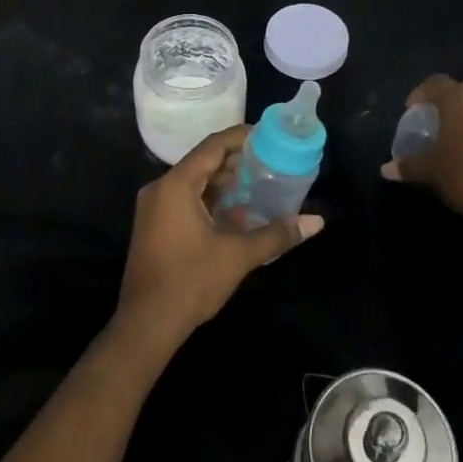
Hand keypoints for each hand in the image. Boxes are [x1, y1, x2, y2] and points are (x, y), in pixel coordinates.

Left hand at [115, 127, 323, 351]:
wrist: (146, 325)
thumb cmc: (191, 281)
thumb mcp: (238, 255)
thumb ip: (276, 234)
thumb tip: (316, 222)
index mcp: (176, 184)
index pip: (212, 146)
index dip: (240, 137)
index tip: (268, 136)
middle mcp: (160, 188)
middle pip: (202, 162)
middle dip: (235, 161)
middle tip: (269, 162)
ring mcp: (153, 208)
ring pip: (193, 183)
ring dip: (223, 183)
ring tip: (258, 184)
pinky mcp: (154, 226)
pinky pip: (184, 200)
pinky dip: (209, 200)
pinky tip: (236, 212)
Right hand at [381, 75, 462, 218]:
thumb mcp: (431, 171)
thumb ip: (408, 165)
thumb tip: (386, 169)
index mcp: (458, 98)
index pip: (434, 83)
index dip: (420, 93)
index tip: (411, 110)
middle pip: (461, 92)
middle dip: (446, 104)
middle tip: (435, 123)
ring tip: (459, 139)